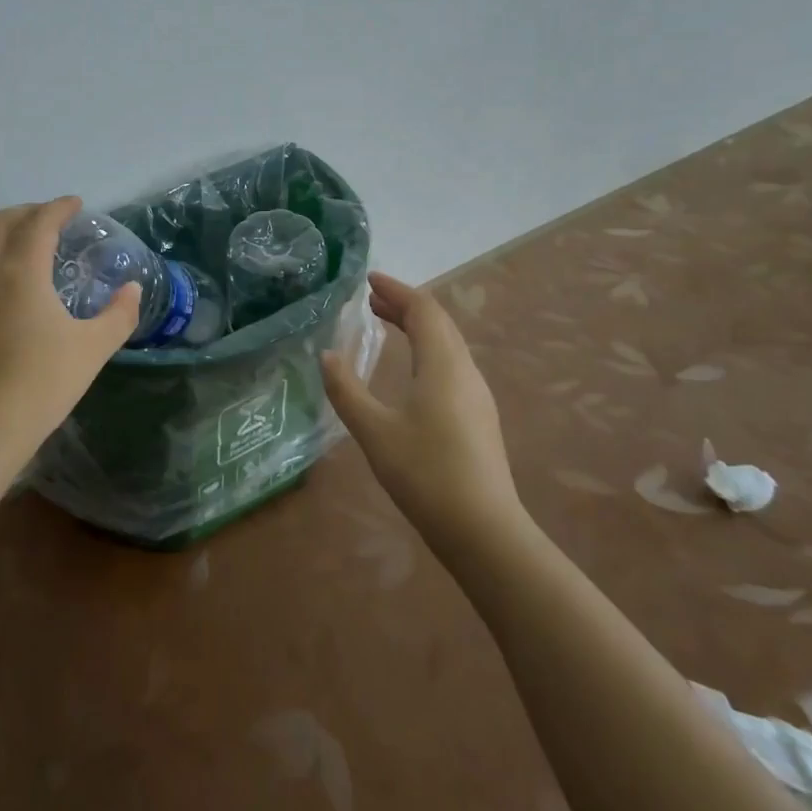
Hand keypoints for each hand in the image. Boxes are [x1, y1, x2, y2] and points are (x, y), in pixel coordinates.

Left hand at [0, 197, 140, 475]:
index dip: (59, 207)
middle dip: (27, 212)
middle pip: (0, 222)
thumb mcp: (93, 348)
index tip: (77, 204)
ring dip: (11, 235)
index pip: (39, 223)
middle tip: (55, 220)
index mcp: (22, 272)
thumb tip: (132, 289)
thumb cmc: (42, 382)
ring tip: (40, 250)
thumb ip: (119, 314)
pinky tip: (22, 288)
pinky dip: (1, 260)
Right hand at [319, 273, 525, 549]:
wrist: (484, 531)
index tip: (368, 279)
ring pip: (447, 345)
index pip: (423, 310)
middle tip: (370, 299)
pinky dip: (425, 350)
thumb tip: (328, 354)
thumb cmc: (425, 474)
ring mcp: (476, 396)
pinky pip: (450, 365)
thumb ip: (346, 389)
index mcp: (443, 365)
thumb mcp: (374, 430)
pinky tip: (409, 370)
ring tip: (384, 324)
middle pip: (438, 323)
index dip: (397, 290)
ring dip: (416, 327)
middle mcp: (465, 372)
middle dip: (404, 305)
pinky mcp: (477, 417)